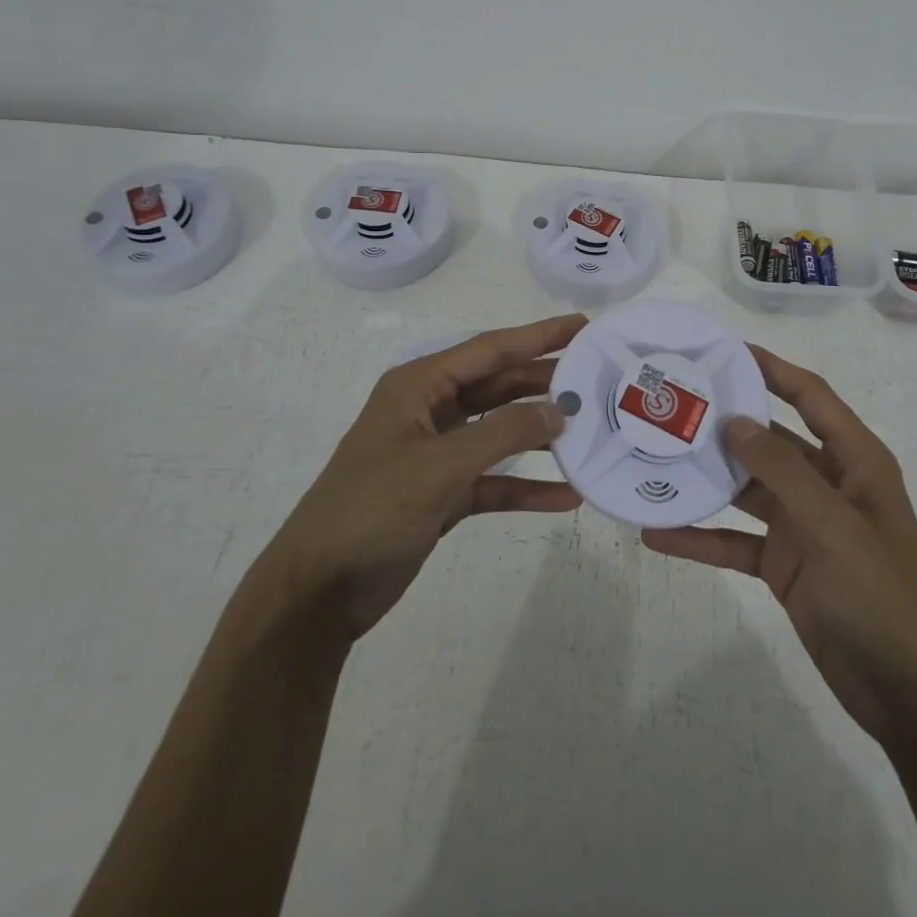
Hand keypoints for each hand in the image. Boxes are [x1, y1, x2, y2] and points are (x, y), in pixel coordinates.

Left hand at [253, 313, 585, 644]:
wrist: (319, 590)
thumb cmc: (373, 509)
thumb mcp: (441, 465)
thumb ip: (504, 433)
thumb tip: (559, 411)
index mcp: (419, 385)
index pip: (490, 350)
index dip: (538, 336)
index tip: (583, 326)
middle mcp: (429, 410)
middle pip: (499, 387)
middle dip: (545, 382)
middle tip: (597, 378)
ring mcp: (436, 453)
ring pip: (500, 432)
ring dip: (541, 434)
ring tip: (591, 431)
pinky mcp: (442, 493)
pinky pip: (494, 479)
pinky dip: (526, 485)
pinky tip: (566, 497)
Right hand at [643, 346, 916, 743]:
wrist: (910, 696)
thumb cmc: (882, 596)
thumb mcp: (833, 526)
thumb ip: (782, 471)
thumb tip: (734, 421)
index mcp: (855, 462)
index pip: (810, 398)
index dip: (772, 370)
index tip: (725, 351)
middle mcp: (827, 485)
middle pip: (769, 441)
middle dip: (725, 423)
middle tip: (670, 402)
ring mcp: (803, 526)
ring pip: (746, 490)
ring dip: (705, 479)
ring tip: (653, 459)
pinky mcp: (783, 565)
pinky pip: (735, 541)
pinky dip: (701, 537)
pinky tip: (658, 534)